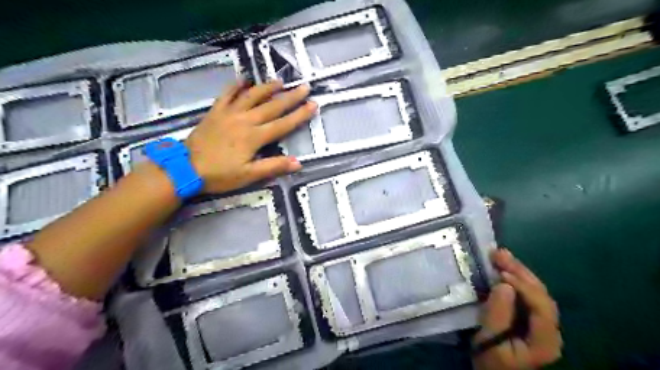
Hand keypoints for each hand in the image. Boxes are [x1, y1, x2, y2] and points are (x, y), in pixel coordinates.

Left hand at [184, 78, 314, 192]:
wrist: (185, 169)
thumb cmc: (219, 175)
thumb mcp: (248, 176)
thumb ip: (273, 166)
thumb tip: (298, 162)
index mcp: (254, 137)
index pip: (283, 124)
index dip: (300, 115)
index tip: (313, 104)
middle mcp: (244, 120)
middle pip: (272, 106)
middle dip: (290, 97)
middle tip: (304, 87)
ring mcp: (229, 113)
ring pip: (251, 96)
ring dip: (267, 87)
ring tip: (280, 81)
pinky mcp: (215, 112)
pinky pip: (227, 94)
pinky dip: (236, 85)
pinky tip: (244, 79)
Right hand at [475, 248, 561, 368]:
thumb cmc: (490, 361)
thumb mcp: (489, 342)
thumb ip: (497, 316)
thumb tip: (505, 285)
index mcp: (545, 341)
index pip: (542, 307)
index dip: (524, 286)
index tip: (501, 273)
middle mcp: (549, 330)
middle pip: (540, 295)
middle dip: (520, 271)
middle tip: (498, 253)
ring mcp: (540, 322)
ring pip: (534, 291)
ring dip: (517, 270)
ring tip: (499, 254)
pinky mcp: (528, 317)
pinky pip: (525, 293)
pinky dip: (514, 277)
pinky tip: (502, 267)